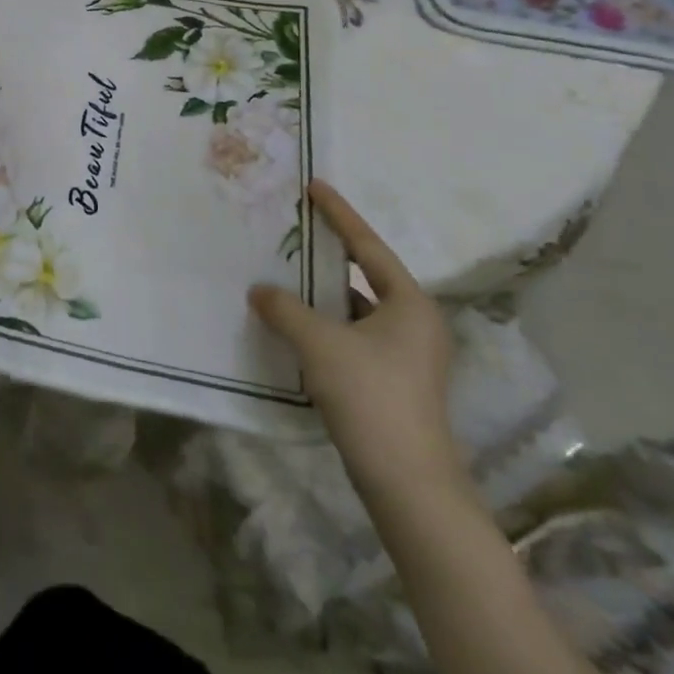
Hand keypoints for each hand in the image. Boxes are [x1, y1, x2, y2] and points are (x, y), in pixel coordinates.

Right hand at [249, 179, 458, 493]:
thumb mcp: (319, 344)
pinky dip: (324, 325)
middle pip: (364, 274)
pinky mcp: (392, 382)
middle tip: (293, 229)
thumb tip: (259, 289)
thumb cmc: (371, 398)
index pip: (367, 245)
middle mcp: (414, 323)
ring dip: (321, 295)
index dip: (339, 214)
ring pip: (356, 309)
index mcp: (409, 304)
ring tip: (283, 275)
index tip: (313, 186)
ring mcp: (406, 356)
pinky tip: (293, 325)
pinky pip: (352, 335)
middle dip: (327, 254)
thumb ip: (285, 309)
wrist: (409, 487)